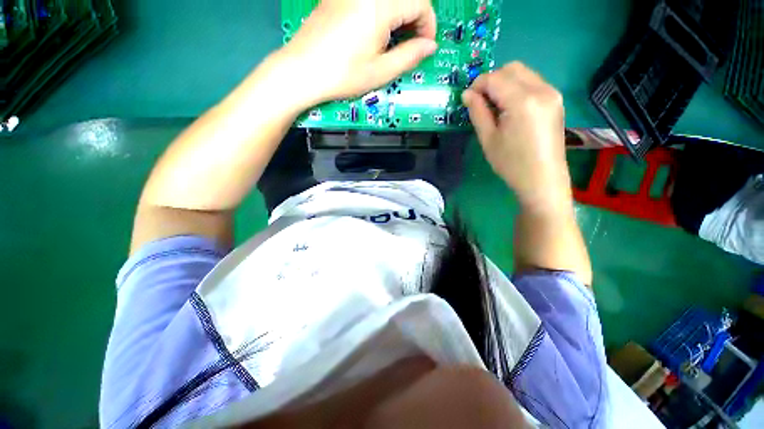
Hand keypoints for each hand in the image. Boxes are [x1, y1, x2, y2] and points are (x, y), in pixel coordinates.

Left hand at [278, 0, 437, 106]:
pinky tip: (375, 32)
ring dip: (399, 15)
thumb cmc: (342, 75)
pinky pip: (371, 0)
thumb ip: (410, 56)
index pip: (420, 2)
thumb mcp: (381, 71)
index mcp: (380, 5)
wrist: (303, 70)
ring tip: (393, 42)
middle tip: (410, 46)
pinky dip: (382, 12)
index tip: (424, 47)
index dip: (428, 25)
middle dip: (415, 19)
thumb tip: (429, 47)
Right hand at [462, 62, 571, 212]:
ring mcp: (552, 93)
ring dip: (505, 83)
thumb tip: (467, 94)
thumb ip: (477, 112)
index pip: (495, 78)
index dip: (477, 85)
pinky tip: (511, 108)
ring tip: (495, 107)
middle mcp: (541, 89)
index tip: (467, 99)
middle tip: (480, 102)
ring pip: (524, 73)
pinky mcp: (556, 100)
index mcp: (522, 101)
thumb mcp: (488, 139)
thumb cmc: (511, 163)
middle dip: (492, 80)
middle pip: (512, 68)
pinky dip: (517, 88)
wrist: (542, 179)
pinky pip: (533, 83)